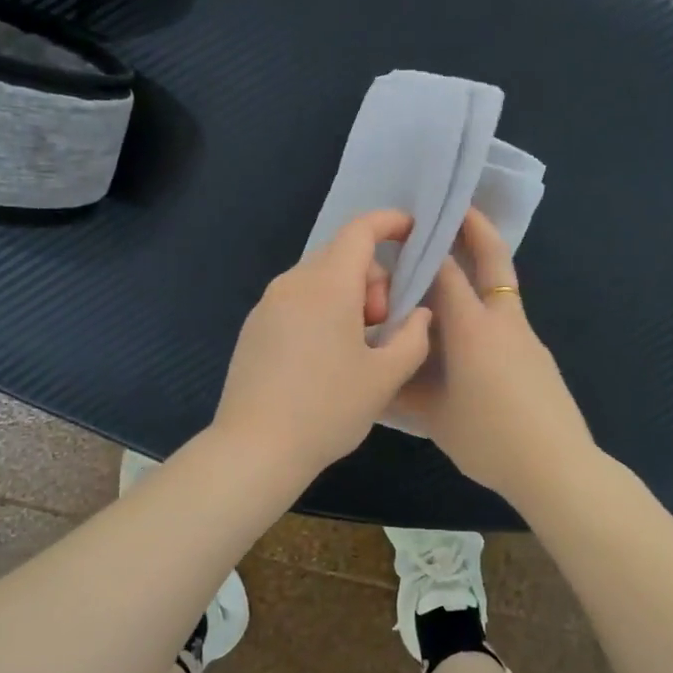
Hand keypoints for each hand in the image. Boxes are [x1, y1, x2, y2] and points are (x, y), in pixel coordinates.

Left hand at [212, 210, 434, 481]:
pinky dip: (321, 311)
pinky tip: (324, 359)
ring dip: (347, 298)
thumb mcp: (385, 377)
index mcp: (327, 286)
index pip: (360, 231)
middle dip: (373, 280)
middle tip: (382, 326)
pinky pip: (297, 301)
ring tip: (356, 349)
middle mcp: (293, 283)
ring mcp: (267, 304)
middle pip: (341, 257)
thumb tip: (418, 314)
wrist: (255, 449)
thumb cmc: (327, 410)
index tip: (412, 232)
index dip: (390, 223)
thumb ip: (413, 337)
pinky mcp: (254, 327)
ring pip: (318, 280)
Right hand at [396, 209, 594, 503]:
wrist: (556, 467)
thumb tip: (383, 373)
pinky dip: (486, 308)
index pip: (446, 272)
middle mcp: (502, 321)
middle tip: (456, 207)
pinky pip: (507, 319)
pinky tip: (467, 336)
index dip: (428, 247)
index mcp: (472, 329)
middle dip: (476, 228)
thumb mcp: (435, 417)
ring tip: (449, 273)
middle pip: (493, 260)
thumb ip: (406, 389)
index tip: (408, 230)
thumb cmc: (489, 439)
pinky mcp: (537, 356)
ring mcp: (526, 337)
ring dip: (481, 269)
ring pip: (502, 289)